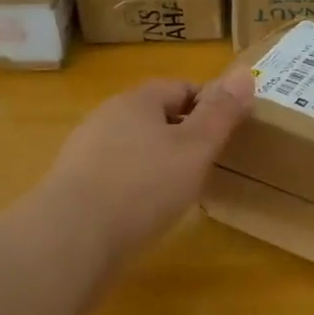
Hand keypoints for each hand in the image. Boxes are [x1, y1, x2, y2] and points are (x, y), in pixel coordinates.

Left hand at [35, 72, 253, 263]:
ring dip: (156, 163)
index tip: (226, 133)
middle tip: (207, 164)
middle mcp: (105, 118)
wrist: (69, 241)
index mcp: (136, 101)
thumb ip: (221, 113)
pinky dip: (133, 189)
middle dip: (182, 135)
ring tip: (179, 193)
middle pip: (154, 117)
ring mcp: (84, 154)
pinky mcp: (72, 189)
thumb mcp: (195, 148)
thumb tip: (244, 72)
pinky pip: (113, 178)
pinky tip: (143, 215)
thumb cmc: (142, 186)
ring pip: (133, 148)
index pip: (180, 87)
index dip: (208, 105)